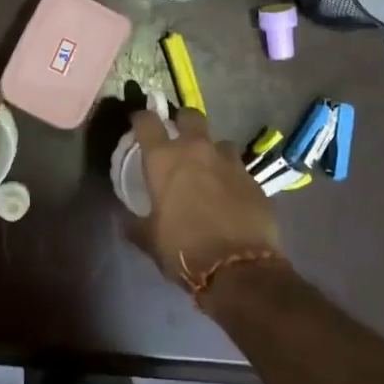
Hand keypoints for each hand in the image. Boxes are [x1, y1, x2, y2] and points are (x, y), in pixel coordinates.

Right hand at [129, 107, 280, 287]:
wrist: (238, 267)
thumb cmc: (183, 248)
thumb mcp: (150, 239)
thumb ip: (137, 224)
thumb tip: (129, 222)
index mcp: (164, 159)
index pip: (147, 122)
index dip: (141, 118)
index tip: (139, 122)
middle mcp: (197, 150)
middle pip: (190, 116)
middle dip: (183, 122)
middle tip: (178, 138)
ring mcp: (230, 162)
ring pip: (220, 142)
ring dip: (212, 152)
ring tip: (209, 171)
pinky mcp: (254, 180)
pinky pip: (239, 169)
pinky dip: (231, 177)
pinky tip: (230, 196)